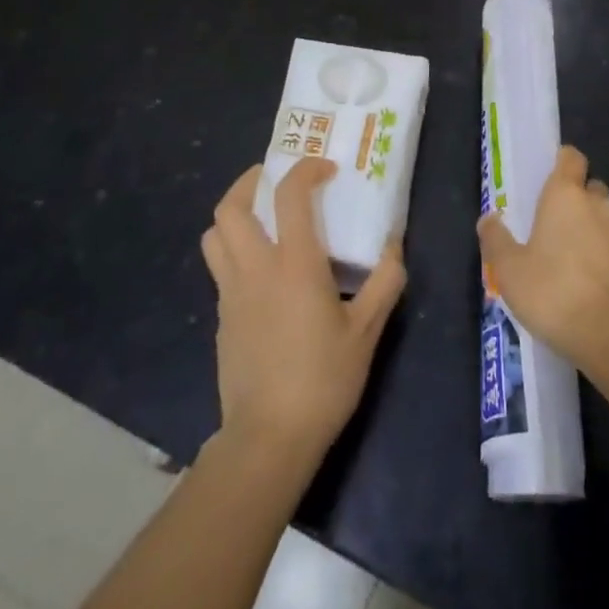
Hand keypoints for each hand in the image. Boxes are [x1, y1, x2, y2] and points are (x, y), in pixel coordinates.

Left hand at [200, 158, 406, 460]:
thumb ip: (385, 281)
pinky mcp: (222, 319)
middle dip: (250, 182)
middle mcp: (255, 268)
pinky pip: (220, 269)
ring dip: (233, 215)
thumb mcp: (367, 331)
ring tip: (261, 217)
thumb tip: (394, 246)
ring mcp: (232, 294)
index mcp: (294, 264)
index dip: (306, 170)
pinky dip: (235, 252)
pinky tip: (262, 273)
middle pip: (231, 207)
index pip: (290, 195)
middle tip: (275, 180)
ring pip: (214, 235)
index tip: (326, 170)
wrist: (268, 438)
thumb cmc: (323, 380)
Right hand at [477, 145, 608, 374]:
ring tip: (572, 261)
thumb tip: (488, 218)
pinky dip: (608, 257)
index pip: (571, 157)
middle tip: (554, 226)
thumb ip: (496, 240)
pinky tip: (592, 285)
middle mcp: (599, 205)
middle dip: (576, 200)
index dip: (562, 162)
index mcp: (566, 196)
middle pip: (590, 187)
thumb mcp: (509, 270)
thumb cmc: (553, 293)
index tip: (549, 177)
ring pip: (606, 219)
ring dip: (592, 230)